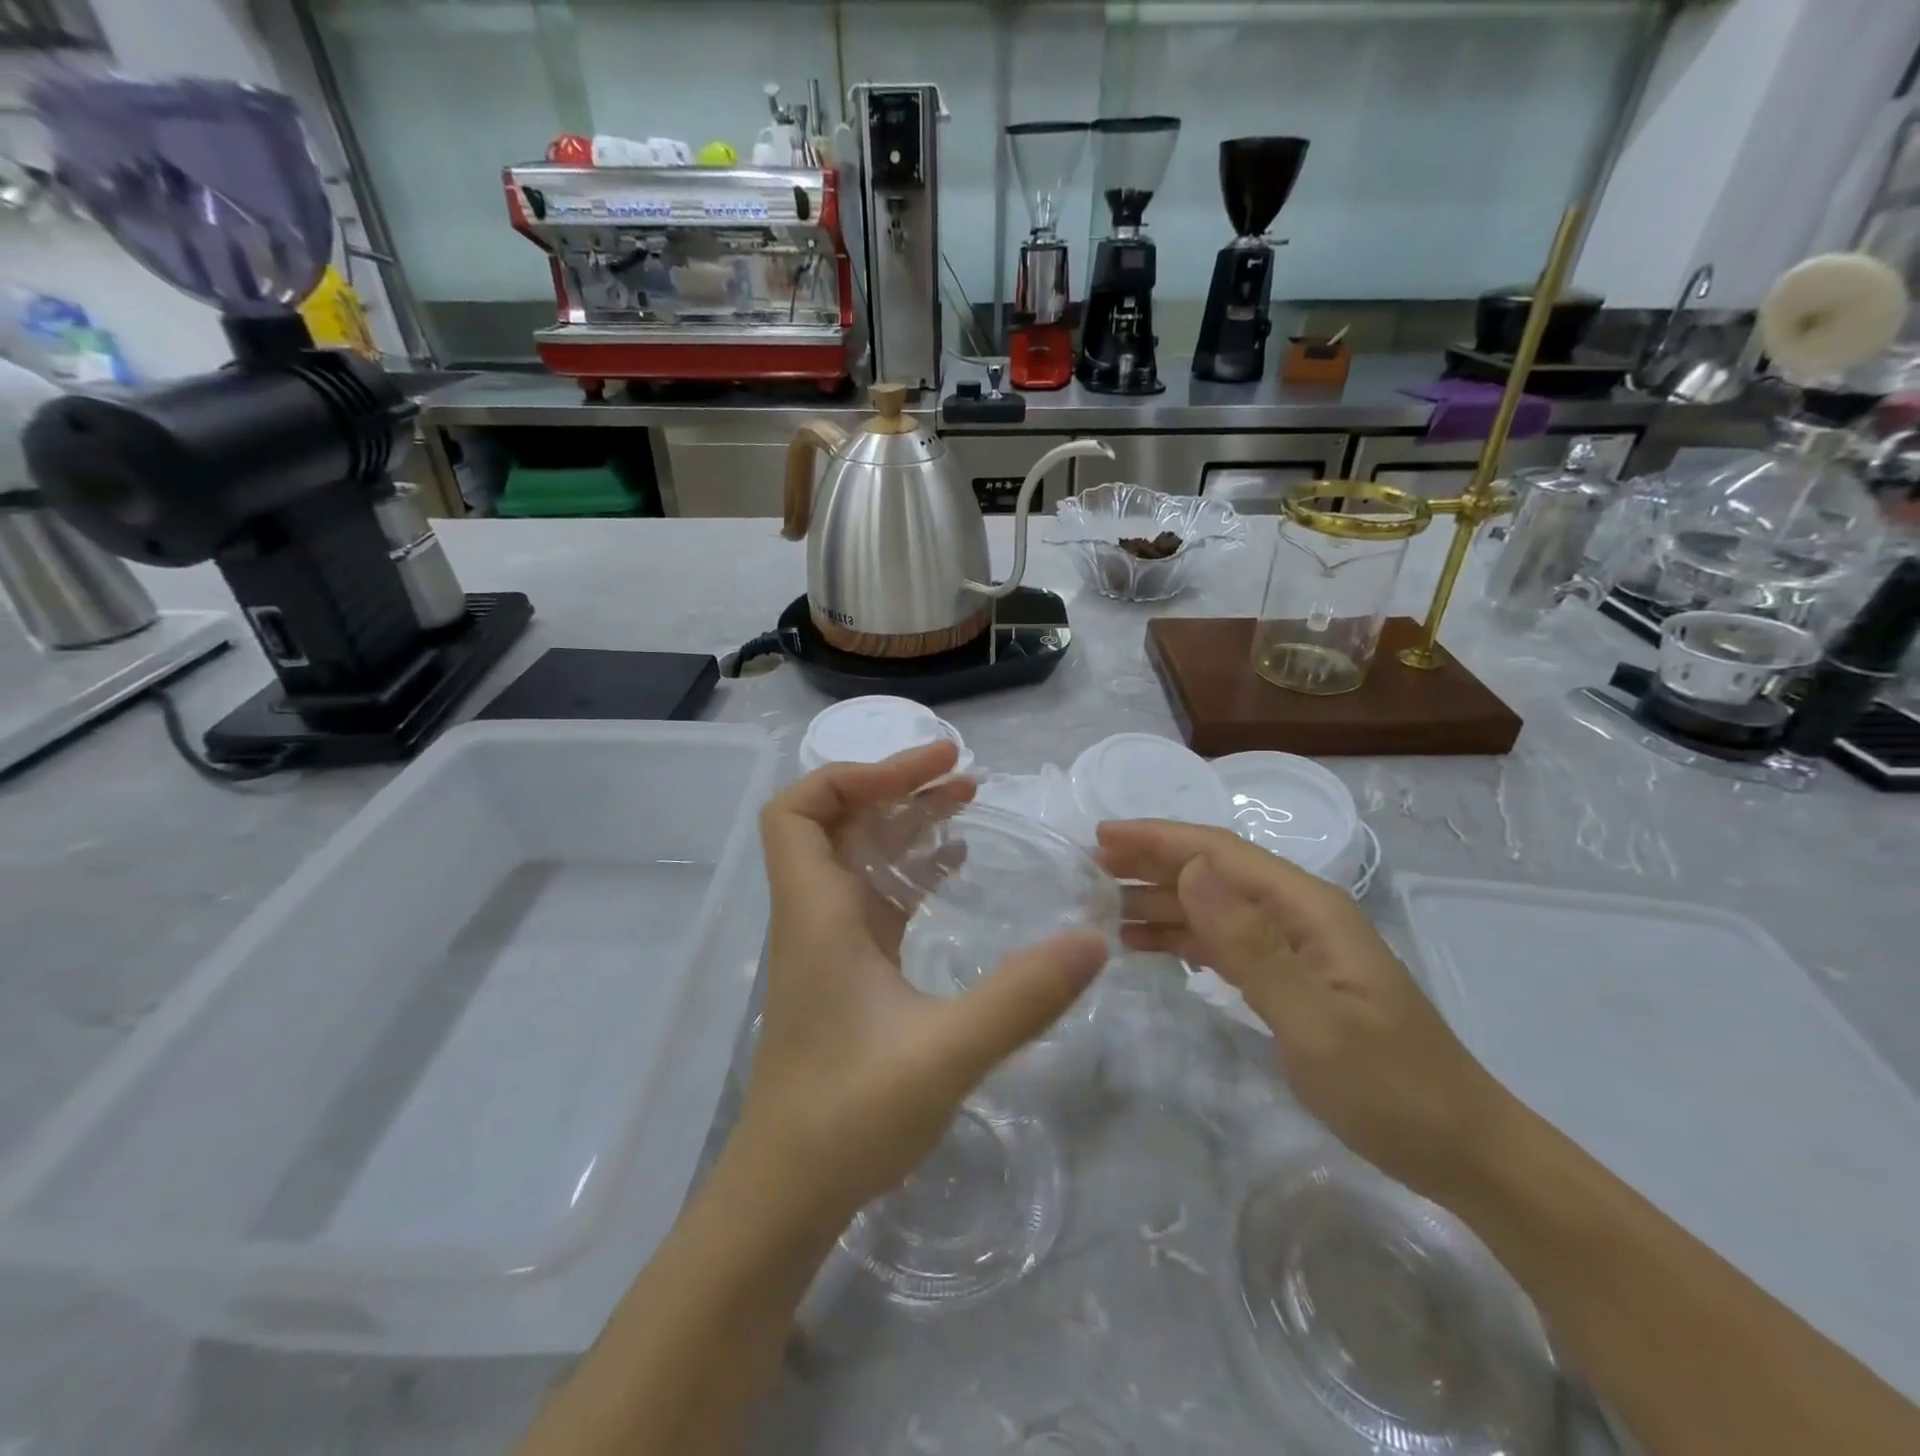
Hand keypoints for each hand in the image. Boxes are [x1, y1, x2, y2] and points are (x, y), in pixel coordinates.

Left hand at [738, 742, 1108, 1231]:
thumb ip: (1020, 998)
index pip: (798, 811)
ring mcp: (831, 942)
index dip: (851, 774)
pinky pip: (876, 895)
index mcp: (818, 914)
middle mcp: (816, 915)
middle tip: (962, 770)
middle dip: (893, 785)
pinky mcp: (849, 969)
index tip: (923, 772)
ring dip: (905, 822)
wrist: (788, 1193)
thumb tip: (1093, 940)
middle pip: (835, 820)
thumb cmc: (848, 1117)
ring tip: (967, 799)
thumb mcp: (945, 1054)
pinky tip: (955, 867)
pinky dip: (912, 868)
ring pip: (857, 855)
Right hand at [1097, 819, 1501, 1197]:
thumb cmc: (1391, 1089)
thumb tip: (1191, 870)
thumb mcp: (1315, 1020)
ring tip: (1102, 907)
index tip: (1102, 835)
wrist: (1462, 1152)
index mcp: (1307, 907)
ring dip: (1159, 901)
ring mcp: (1294, 946)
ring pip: (1212, 906)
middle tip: (1089, 869)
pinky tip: (1145, 944)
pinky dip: (1180, 937)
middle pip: (1213, 871)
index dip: (1158, 839)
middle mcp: (1297, 914)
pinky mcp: (1288, 977)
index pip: (1220, 853)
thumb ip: (1250, 944)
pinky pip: (1222, 942)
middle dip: (1151, 863)